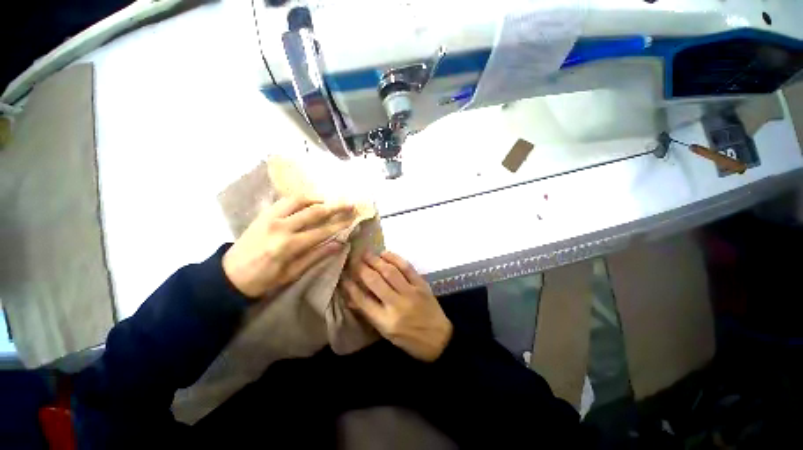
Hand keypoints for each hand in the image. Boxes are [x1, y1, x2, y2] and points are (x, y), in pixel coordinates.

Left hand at [223, 196, 353, 298]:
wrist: (228, 276)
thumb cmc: (263, 280)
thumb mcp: (293, 273)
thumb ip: (317, 256)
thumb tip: (340, 244)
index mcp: (288, 245)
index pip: (322, 231)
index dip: (340, 224)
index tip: (353, 218)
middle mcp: (280, 226)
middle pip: (314, 211)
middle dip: (335, 207)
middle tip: (350, 204)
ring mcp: (270, 217)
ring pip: (299, 200)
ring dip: (318, 198)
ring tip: (330, 200)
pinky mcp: (263, 214)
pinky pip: (285, 200)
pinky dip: (301, 198)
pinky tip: (310, 201)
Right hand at [341, 252, 451, 361]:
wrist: (439, 339)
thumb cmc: (410, 340)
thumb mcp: (386, 333)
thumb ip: (369, 314)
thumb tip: (352, 298)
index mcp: (386, 321)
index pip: (363, 300)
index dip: (351, 286)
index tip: (343, 275)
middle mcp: (397, 305)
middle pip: (375, 281)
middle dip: (361, 268)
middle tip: (353, 258)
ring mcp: (411, 293)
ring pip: (390, 271)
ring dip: (376, 260)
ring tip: (366, 253)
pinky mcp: (422, 285)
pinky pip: (407, 268)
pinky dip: (395, 258)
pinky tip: (385, 253)